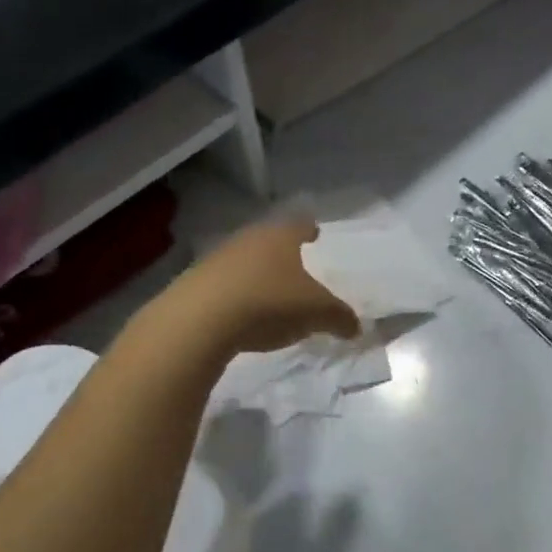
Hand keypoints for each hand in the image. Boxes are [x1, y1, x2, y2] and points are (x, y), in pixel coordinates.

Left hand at [164, 216, 360, 356]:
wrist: (200, 320)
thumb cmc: (269, 303)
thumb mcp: (316, 313)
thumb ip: (340, 317)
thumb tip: (356, 327)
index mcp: (281, 236)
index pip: (300, 225)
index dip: (310, 230)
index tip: (316, 234)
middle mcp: (249, 238)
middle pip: (271, 241)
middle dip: (283, 253)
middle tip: (297, 268)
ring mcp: (218, 258)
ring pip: (246, 261)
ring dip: (257, 274)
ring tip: (270, 294)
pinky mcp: (195, 283)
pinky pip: (225, 284)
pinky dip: (237, 294)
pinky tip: (242, 313)